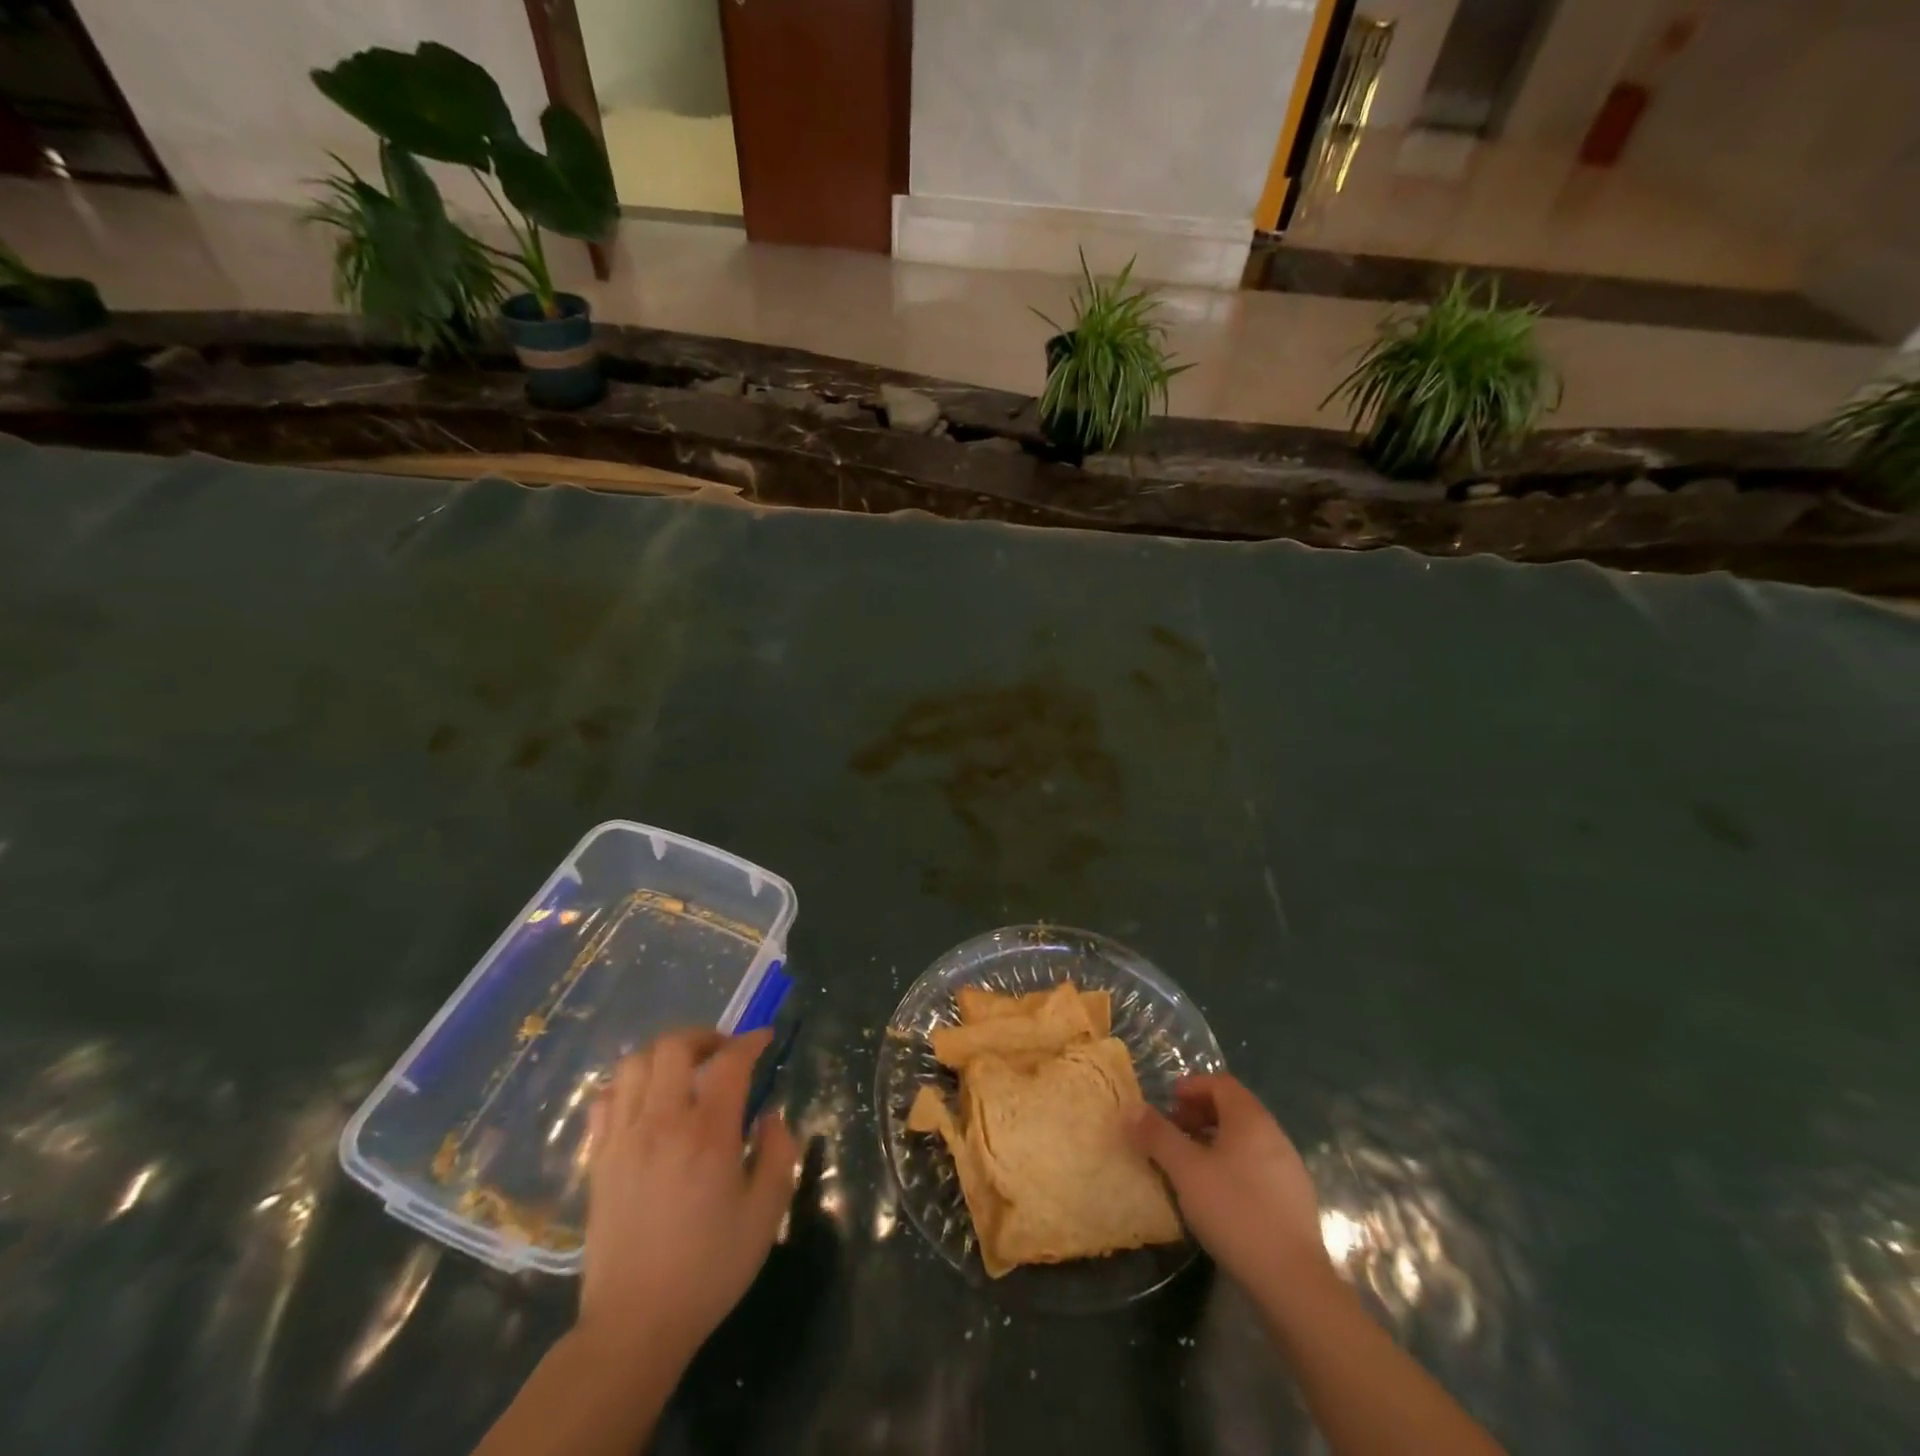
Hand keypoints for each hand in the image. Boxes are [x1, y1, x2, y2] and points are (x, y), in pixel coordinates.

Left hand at [579, 1028, 798, 1360]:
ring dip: (664, 1055)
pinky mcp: (598, 1159)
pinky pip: (606, 1099)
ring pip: (634, 1064)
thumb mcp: (765, 1214)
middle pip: (674, 1047)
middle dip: (704, 1036)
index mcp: (708, 1134)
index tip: (764, 1038)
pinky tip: (645, 1101)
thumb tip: (771, 1116)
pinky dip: (628, 1084)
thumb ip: (778, 1154)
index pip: (729, 1062)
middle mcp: (661, 1123)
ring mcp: (623, 1139)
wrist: (634, 1325)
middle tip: (723, 1053)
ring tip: (684, 1071)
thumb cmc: (709, 1269)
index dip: (750, 1041)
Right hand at [1129, 1073, 1330, 1296]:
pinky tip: (1218, 1196)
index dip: (1192, 1087)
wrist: (1293, 1281)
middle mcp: (1274, 1135)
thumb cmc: (1234, 1211)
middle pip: (1234, 1109)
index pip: (1220, 1084)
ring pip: (1246, 1140)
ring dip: (1215, 1141)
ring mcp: (1289, 1169)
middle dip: (1200, 1114)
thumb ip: (1158, 1135)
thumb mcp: (1185, 1170)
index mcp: (1250, 1119)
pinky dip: (1233, 1166)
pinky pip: (1258, 1167)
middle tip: (1174, 1133)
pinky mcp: (1294, 1201)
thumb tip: (1133, 1109)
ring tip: (1191, 1166)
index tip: (1168, 1104)